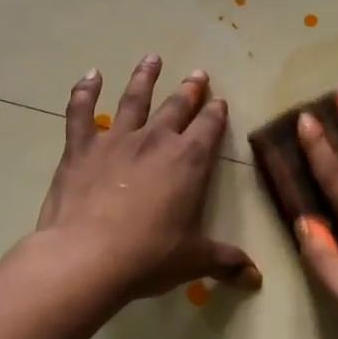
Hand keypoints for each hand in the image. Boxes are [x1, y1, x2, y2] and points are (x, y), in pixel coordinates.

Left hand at [35, 56, 261, 301]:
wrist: (87, 257)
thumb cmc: (149, 257)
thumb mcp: (194, 261)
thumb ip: (226, 262)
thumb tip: (257, 280)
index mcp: (189, 161)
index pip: (209, 127)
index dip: (216, 114)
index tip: (220, 102)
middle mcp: (155, 140)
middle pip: (177, 106)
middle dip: (190, 90)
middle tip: (197, 74)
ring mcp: (116, 140)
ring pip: (134, 98)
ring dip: (145, 77)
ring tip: (152, 58)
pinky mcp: (80, 148)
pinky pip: (81, 112)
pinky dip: (84, 91)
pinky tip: (90, 75)